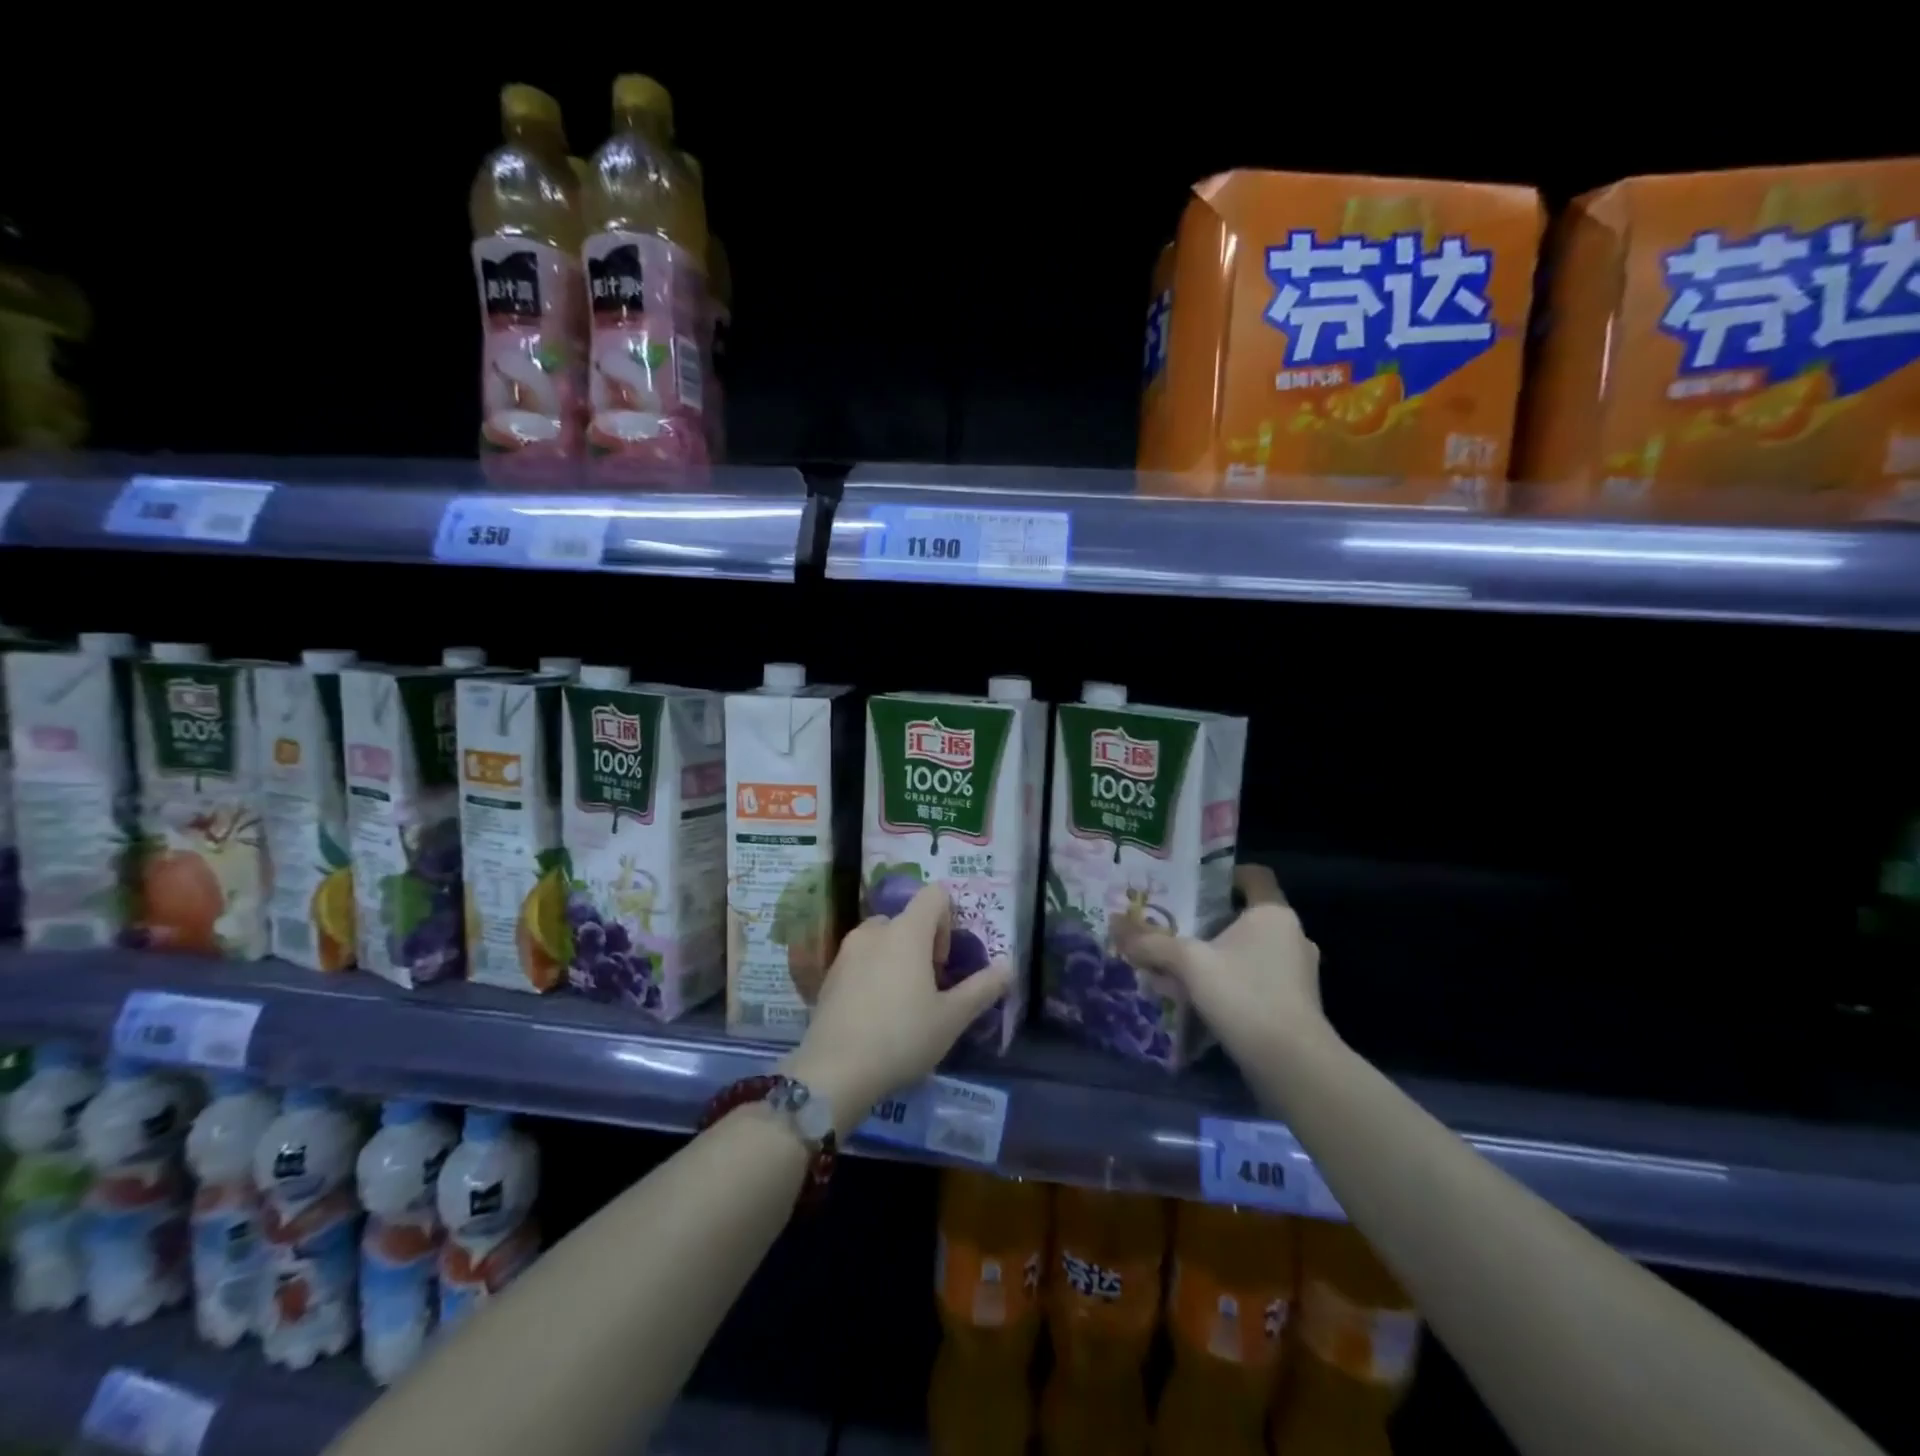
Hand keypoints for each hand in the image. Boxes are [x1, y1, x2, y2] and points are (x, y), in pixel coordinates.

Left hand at [786, 884, 1013, 1133]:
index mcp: (906, 932)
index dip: (947, 920)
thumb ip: (982, 988)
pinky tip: (875, 1015)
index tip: (944, 962)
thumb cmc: (902, 1038)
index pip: (934, 895)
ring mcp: (847, 951)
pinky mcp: (829, 974)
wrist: (834, 1071)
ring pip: (881, 939)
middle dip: (922, 945)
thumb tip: (1009, 966)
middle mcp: (874, 931)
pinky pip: (860, 959)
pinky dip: (873, 973)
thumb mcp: (952, 1018)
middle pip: (907, 919)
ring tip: (902, 1002)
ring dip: (896, 958)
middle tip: (929, 989)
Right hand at [1129, 865, 1328, 1066]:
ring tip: (1180, 969)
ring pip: (1249, 952)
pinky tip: (1199, 1000)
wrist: (1293, 1064)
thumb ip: (1152, 943)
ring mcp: (1297, 974)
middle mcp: (1291, 936)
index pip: (1255, 876)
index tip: (1193, 886)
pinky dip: (1229, 984)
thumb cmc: (1244, 994)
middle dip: (1209, 923)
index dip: (1225, 875)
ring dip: (1217, 958)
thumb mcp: (1188, 963)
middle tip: (1175, 928)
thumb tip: (1114, 924)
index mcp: (1273, 914)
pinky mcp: (1295, 1005)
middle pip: (1245, 917)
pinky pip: (1255, 981)